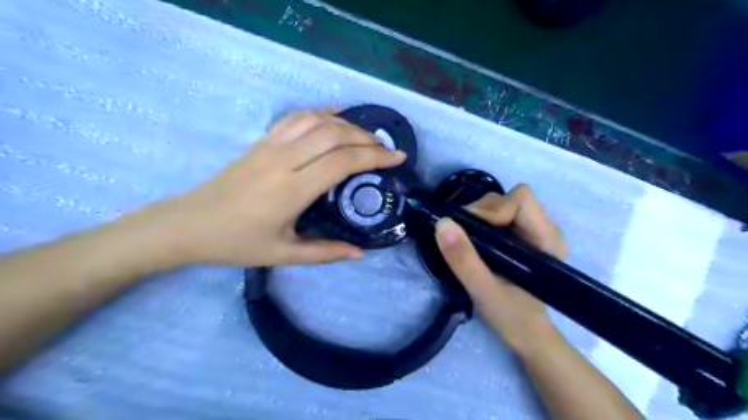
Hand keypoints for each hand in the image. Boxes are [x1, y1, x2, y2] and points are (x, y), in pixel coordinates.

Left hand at [149, 108, 402, 265]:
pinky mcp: (261, 141)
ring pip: (317, 120)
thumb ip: (325, 253)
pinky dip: (321, 113)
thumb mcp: (284, 255)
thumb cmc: (237, 243)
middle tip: (385, 149)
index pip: (343, 162)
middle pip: (334, 135)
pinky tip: (334, 118)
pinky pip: (296, 118)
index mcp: (292, 190)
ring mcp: (270, 146)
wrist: (189, 224)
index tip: (397, 158)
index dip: (374, 157)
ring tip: (365, 135)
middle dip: (367, 138)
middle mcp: (284, 160)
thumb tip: (360, 253)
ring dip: (347, 124)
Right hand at [436, 186, 564, 352]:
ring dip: (478, 217)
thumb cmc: (511, 316)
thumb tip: (442, 223)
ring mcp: (533, 230)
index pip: (520, 199)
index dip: (492, 209)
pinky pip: (497, 214)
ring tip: (468, 242)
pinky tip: (475, 243)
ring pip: (500, 203)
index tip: (471, 232)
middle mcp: (544, 227)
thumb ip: (463, 258)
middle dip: (481, 213)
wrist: (526, 333)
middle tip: (463, 238)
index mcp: (546, 238)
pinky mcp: (521, 235)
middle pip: (508, 198)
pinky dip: (480, 223)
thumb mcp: (483, 290)